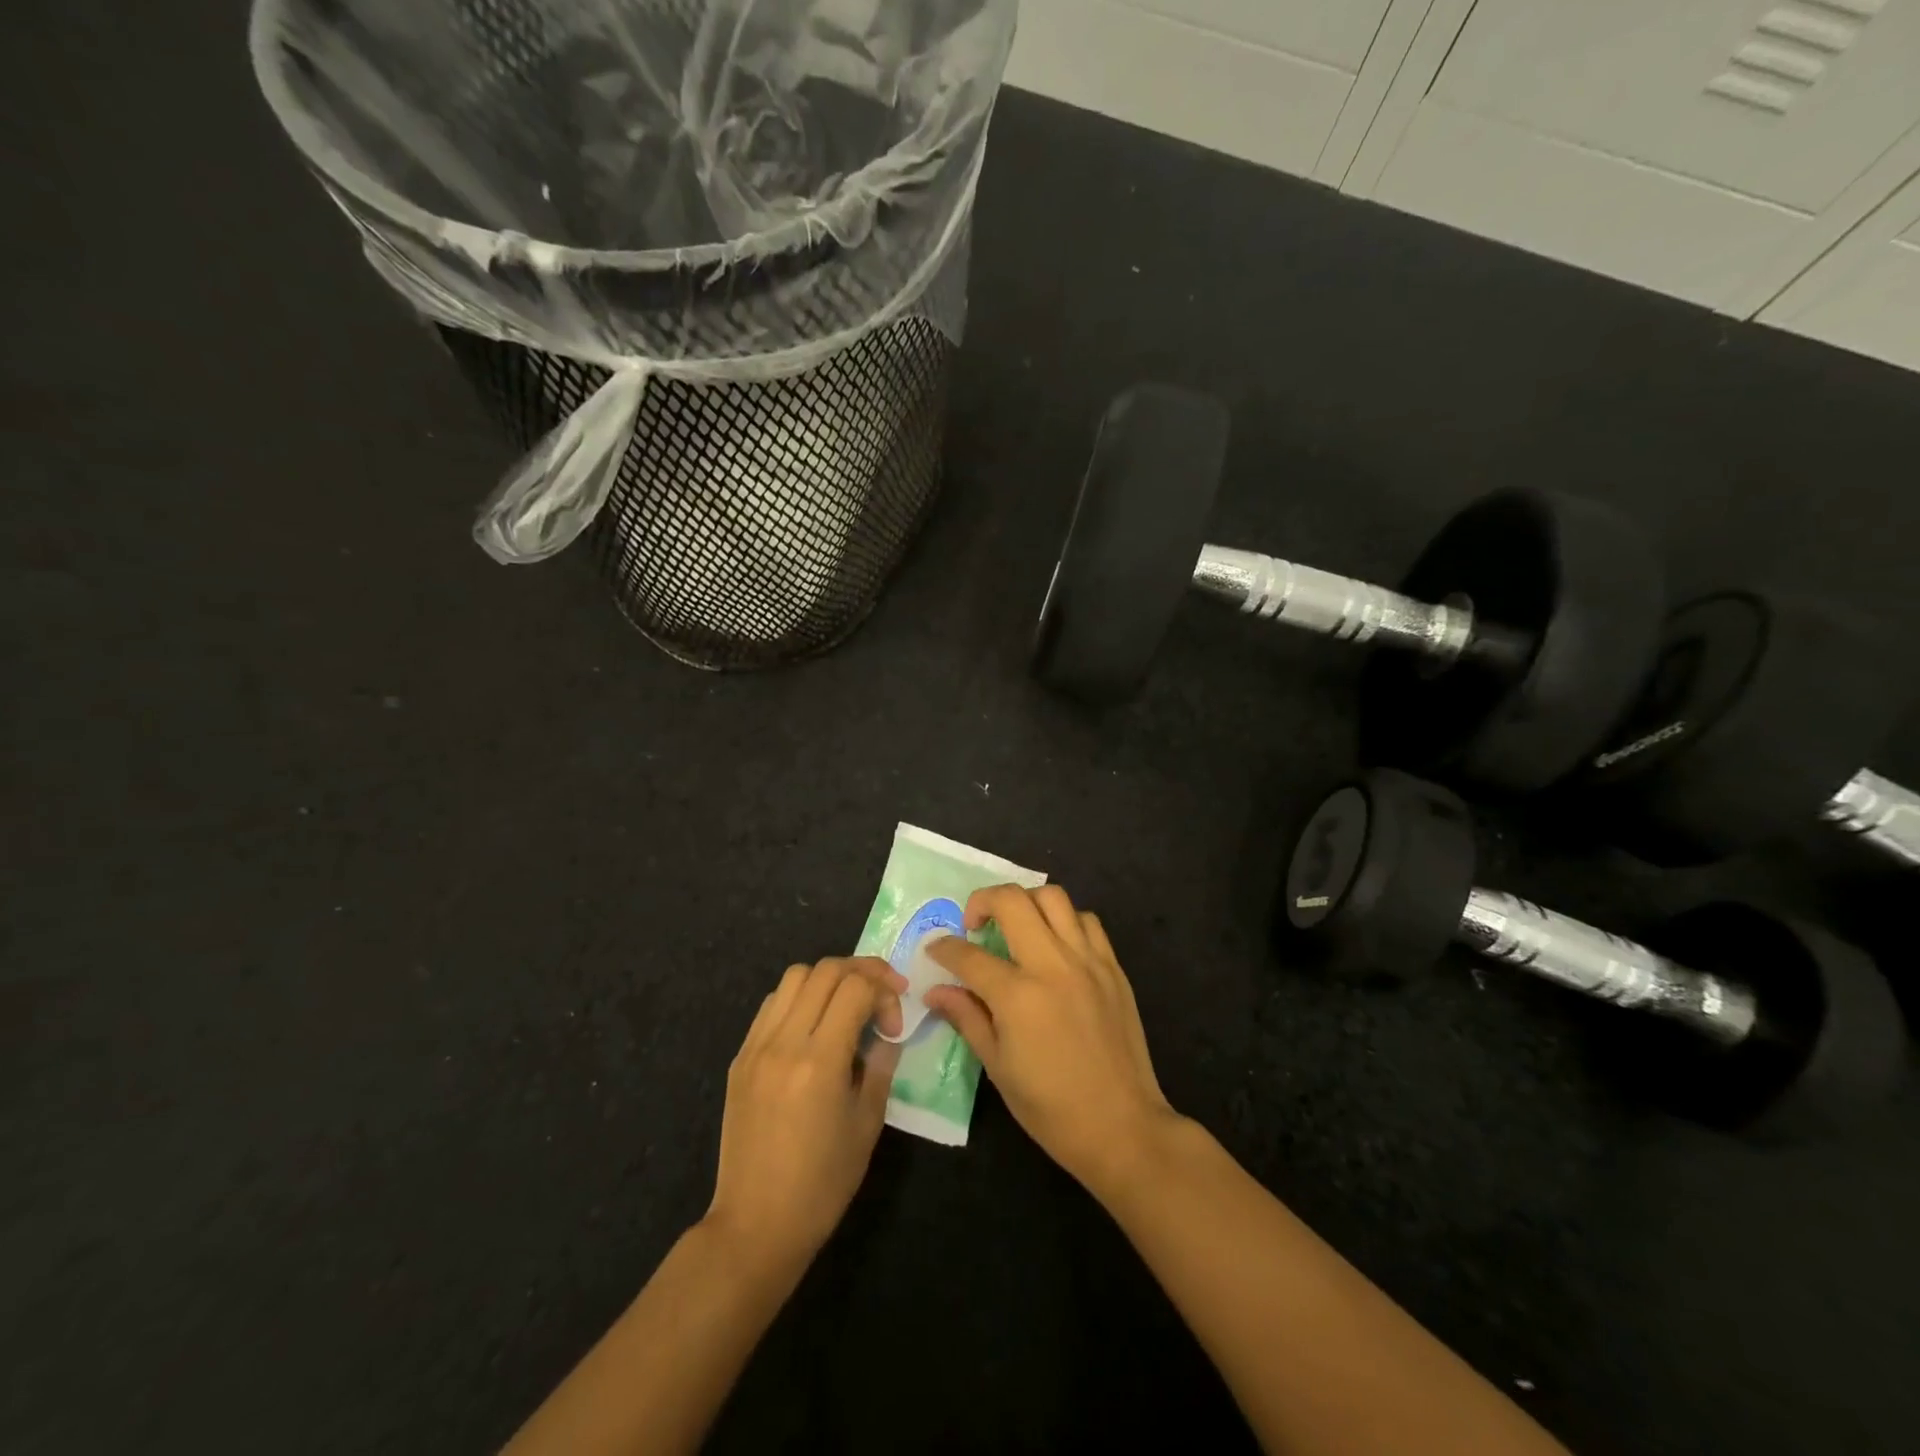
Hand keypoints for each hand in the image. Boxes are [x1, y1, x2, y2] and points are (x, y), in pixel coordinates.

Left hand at [705, 958, 904, 1271]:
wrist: (756, 1225)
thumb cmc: (822, 1184)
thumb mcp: (867, 1124)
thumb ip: (880, 1065)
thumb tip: (886, 1031)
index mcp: (819, 1060)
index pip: (855, 987)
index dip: (884, 991)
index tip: (894, 1022)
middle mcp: (784, 1042)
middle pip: (825, 970)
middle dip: (862, 972)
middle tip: (882, 995)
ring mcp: (756, 1047)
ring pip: (794, 977)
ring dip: (828, 979)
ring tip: (846, 1005)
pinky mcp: (740, 1058)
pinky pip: (772, 1005)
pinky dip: (799, 998)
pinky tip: (813, 1026)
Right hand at [925, 886, 1181, 1198]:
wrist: (1122, 1126)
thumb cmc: (1051, 1108)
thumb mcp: (998, 1068)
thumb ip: (967, 1018)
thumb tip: (936, 990)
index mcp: (1018, 996)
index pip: (968, 955)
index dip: (944, 949)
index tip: (935, 950)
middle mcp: (1052, 965)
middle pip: (1011, 901)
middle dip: (981, 901)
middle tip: (974, 925)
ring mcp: (1087, 961)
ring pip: (1053, 897)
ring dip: (1026, 902)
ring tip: (1016, 926)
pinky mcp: (1113, 966)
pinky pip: (1087, 920)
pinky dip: (1065, 920)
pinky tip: (1056, 944)